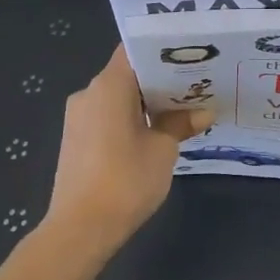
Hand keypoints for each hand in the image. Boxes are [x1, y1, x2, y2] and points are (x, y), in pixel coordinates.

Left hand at [44, 46, 211, 250]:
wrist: (81, 229)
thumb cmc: (126, 180)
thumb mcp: (163, 149)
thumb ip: (181, 124)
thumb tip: (204, 112)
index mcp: (109, 85)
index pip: (135, 51)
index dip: (163, 50)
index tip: (190, 55)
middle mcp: (89, 93)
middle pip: (128, 74)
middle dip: (160, 80)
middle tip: (196, 84)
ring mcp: (78, 117)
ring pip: (118, 97)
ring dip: (146, 102)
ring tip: (181, 110)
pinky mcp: (76, 140)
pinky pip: (107, 117)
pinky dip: (130, 119)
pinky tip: (154, 134)